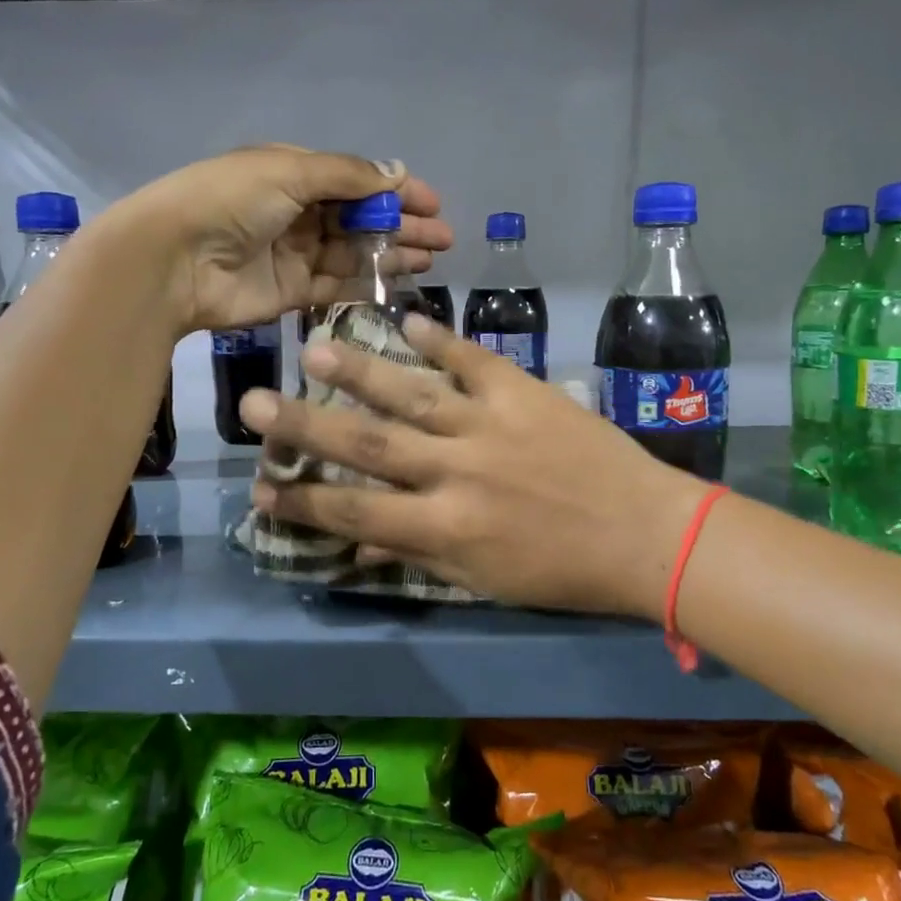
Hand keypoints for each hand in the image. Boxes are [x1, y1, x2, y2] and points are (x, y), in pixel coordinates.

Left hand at [118, 145, 450, 333]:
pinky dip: (368, 282)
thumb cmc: (230, 202)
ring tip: (430, 258)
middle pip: (360, 219)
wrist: (175, 260)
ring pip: (354, 253)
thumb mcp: (289, 171)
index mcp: (293, 174)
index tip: (432, 204)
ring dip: (392, 254)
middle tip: (443, 238)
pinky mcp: (292, 292)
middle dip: (402, 226)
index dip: (395, 192)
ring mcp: (295, 255)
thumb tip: (397, 174)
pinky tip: (399, 281)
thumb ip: (347, 176)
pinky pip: (337, 285)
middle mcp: (297, 212)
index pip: (355, 181)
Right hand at [239, 316, 703, 618]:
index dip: (303, 502)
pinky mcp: (525, 393)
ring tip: (316, 346)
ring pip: (411, 393)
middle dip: (305, 426)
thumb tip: (359, 543)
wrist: (646, 535)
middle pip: (367, 445)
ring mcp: (490, 426)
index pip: (355, 512)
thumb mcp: (484, 581)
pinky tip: (412, 320)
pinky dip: (443, 340)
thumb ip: (419, 557)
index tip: (261, 489)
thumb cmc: (563, 572)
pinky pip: (475, 360)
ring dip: (360, 370)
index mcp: (445, 528)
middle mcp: (455, 472)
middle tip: (253, 403)